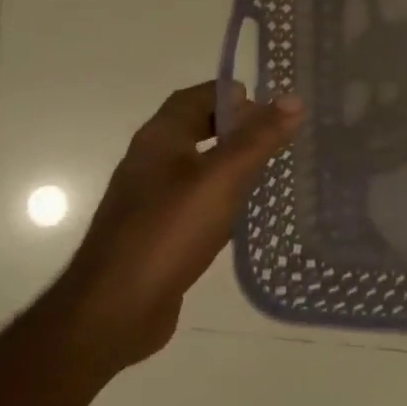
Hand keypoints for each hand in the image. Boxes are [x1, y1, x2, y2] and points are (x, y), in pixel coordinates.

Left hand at [36, 82, 303, 378]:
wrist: (113, 311)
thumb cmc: (167, 233)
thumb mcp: (222, 179)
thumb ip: (258, 139)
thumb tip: (293, 99)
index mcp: (159, 140)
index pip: (194, 97)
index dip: (230, 94)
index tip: (271, 105)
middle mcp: (150, 163)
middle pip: (195, 129)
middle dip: (235, 127)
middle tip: (277, 135)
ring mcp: (149, 201)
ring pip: (196, 166)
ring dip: (230, 162)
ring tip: (271, 169)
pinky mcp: (156, 234)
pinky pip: (194, 201)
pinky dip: (221, 196)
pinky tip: (244, 214)